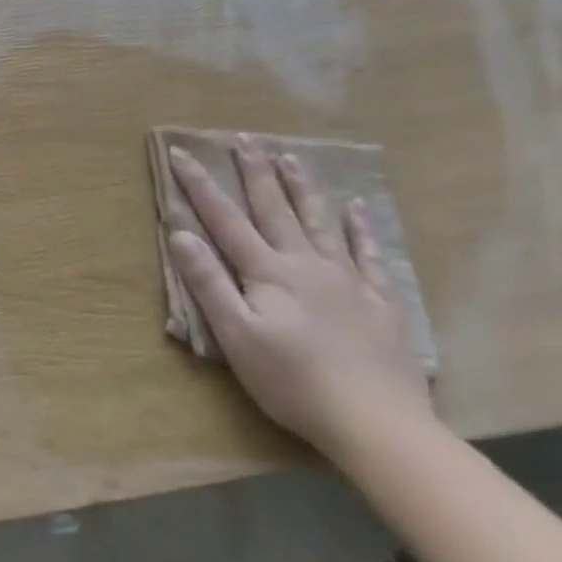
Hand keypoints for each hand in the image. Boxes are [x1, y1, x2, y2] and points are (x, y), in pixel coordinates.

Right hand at [165, 136, 434, 459]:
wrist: (376, 422)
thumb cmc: (291, 381)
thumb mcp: (235, 335)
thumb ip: (208, 282)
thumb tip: (180, 233)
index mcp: (268, 273)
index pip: (226, 220)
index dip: (201, 186)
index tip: (182, 154)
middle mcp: (307, 265)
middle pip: (276, 210)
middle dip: (255, 172)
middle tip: (244, 138)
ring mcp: (349, 280)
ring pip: (321, 222)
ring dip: (302, 187)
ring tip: (290, 157)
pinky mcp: (381, 301)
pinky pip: (369, 253)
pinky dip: (361, 228)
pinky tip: (358, 207)